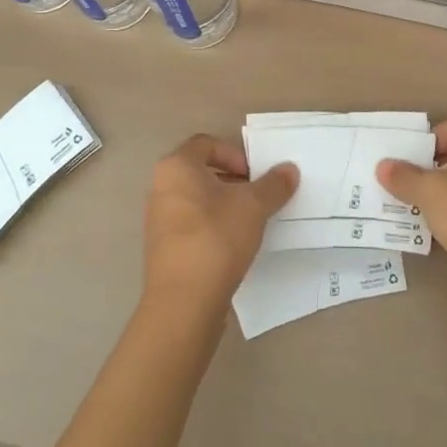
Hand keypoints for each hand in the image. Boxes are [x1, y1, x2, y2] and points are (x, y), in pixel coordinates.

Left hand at [143, 134, 297, 316]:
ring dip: (223, 205)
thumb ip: (273, 185)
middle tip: (257, 197)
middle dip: (232, 181)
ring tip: (249, 223)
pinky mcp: (161, 249)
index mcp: (176, 167)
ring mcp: (157, 220)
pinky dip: (211, 227)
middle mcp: (160, 187)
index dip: (235, 154)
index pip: (206, 144)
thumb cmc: (216, 238)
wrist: (183, 302)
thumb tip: (290, 169)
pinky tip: (232, 246)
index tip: (255, 176)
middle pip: (200, 172)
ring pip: (196, 201)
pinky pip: (190, 226)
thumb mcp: (254, 206)